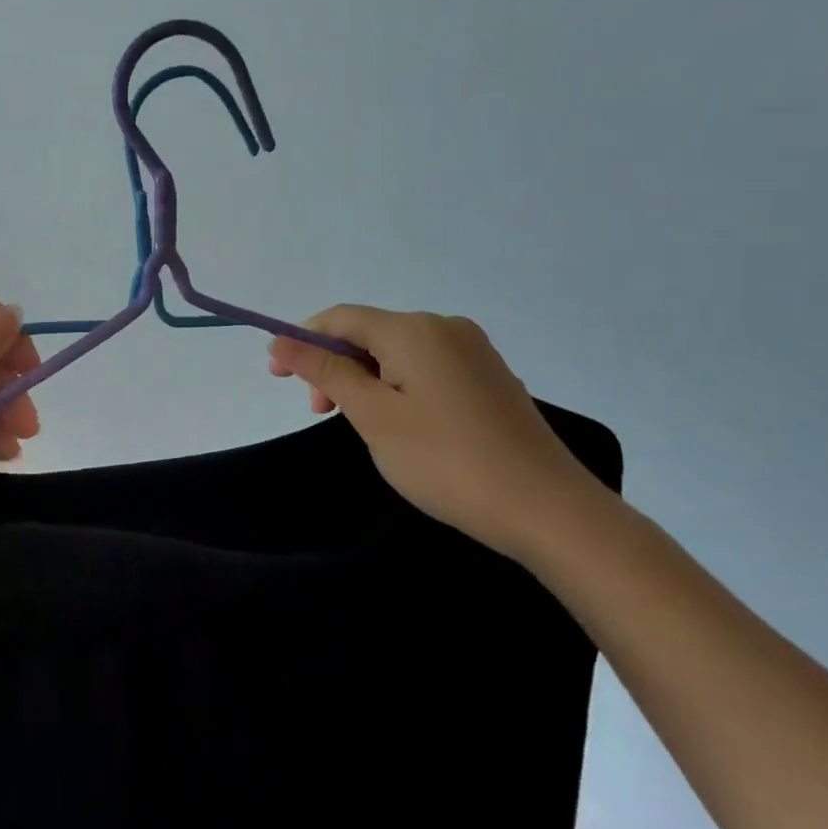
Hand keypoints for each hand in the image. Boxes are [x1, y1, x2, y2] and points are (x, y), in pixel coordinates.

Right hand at [267, 305, 611, 559]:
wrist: (549, 510)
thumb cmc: (447, 460)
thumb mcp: (373, 416)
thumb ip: (325, 371)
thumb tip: (281, 340)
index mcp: (413, 330)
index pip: (340, 318)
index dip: (301, 340)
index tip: (278, 378)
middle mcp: (445, 327)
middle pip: (370, 333)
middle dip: (335, 365)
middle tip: (321, 414)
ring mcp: (474, 352)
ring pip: (398, 353)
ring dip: (366, 379)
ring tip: (361, 424)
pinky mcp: (491, 378)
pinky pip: (427, 368)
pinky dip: (399, 387)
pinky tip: (404, 426)